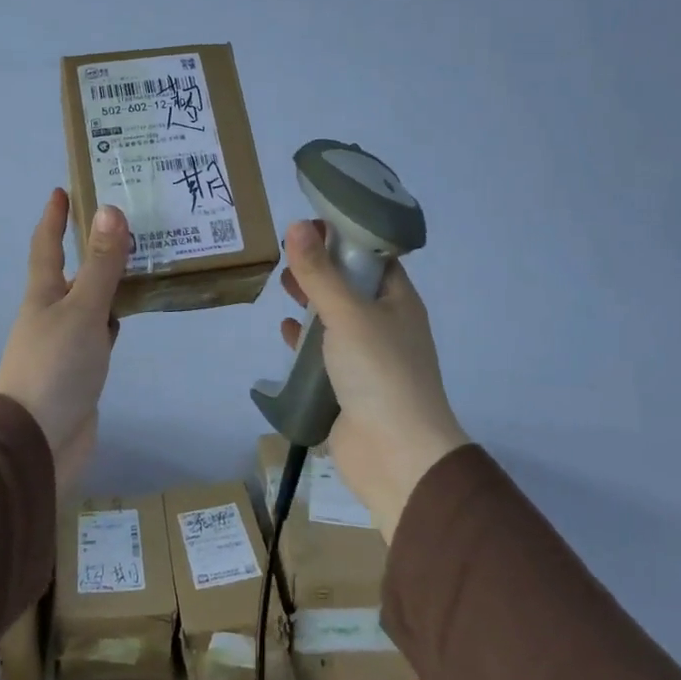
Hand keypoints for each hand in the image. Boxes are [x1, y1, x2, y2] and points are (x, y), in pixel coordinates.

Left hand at [0, 189, 130, 492]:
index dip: (54, 217)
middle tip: (124, 220)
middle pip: (72, 270)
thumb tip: (109, 208)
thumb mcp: (82, 310)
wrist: (37, 443)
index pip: (46, 245)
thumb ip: (100, 265)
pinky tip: (132, 313)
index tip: (62, 189)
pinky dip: (115, 317)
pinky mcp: (82, 370)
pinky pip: (101, 332)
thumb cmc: (55, 367)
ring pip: (90, 301)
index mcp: (43, 294)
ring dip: (109, 281)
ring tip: (142, 260)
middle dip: (91, 246)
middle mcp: (52, 313)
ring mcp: (66, 343)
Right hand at [277, 219, 468, 538]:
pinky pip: (323, 353)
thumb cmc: (380, 372)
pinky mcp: (348, 386)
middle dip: (321, 267)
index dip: (343, 236)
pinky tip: (285, 331)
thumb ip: (319, 272)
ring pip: (335, 318)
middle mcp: (386, 325)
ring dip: (311, 301)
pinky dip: (305, 339)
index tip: (308, 224)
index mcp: (398, 301)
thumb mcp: (347, 313)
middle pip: (351, 285)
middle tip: (287, 251)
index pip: (373, 256)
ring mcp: (368, 357)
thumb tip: (296, 225)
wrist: (397, 455)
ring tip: (282, 283)